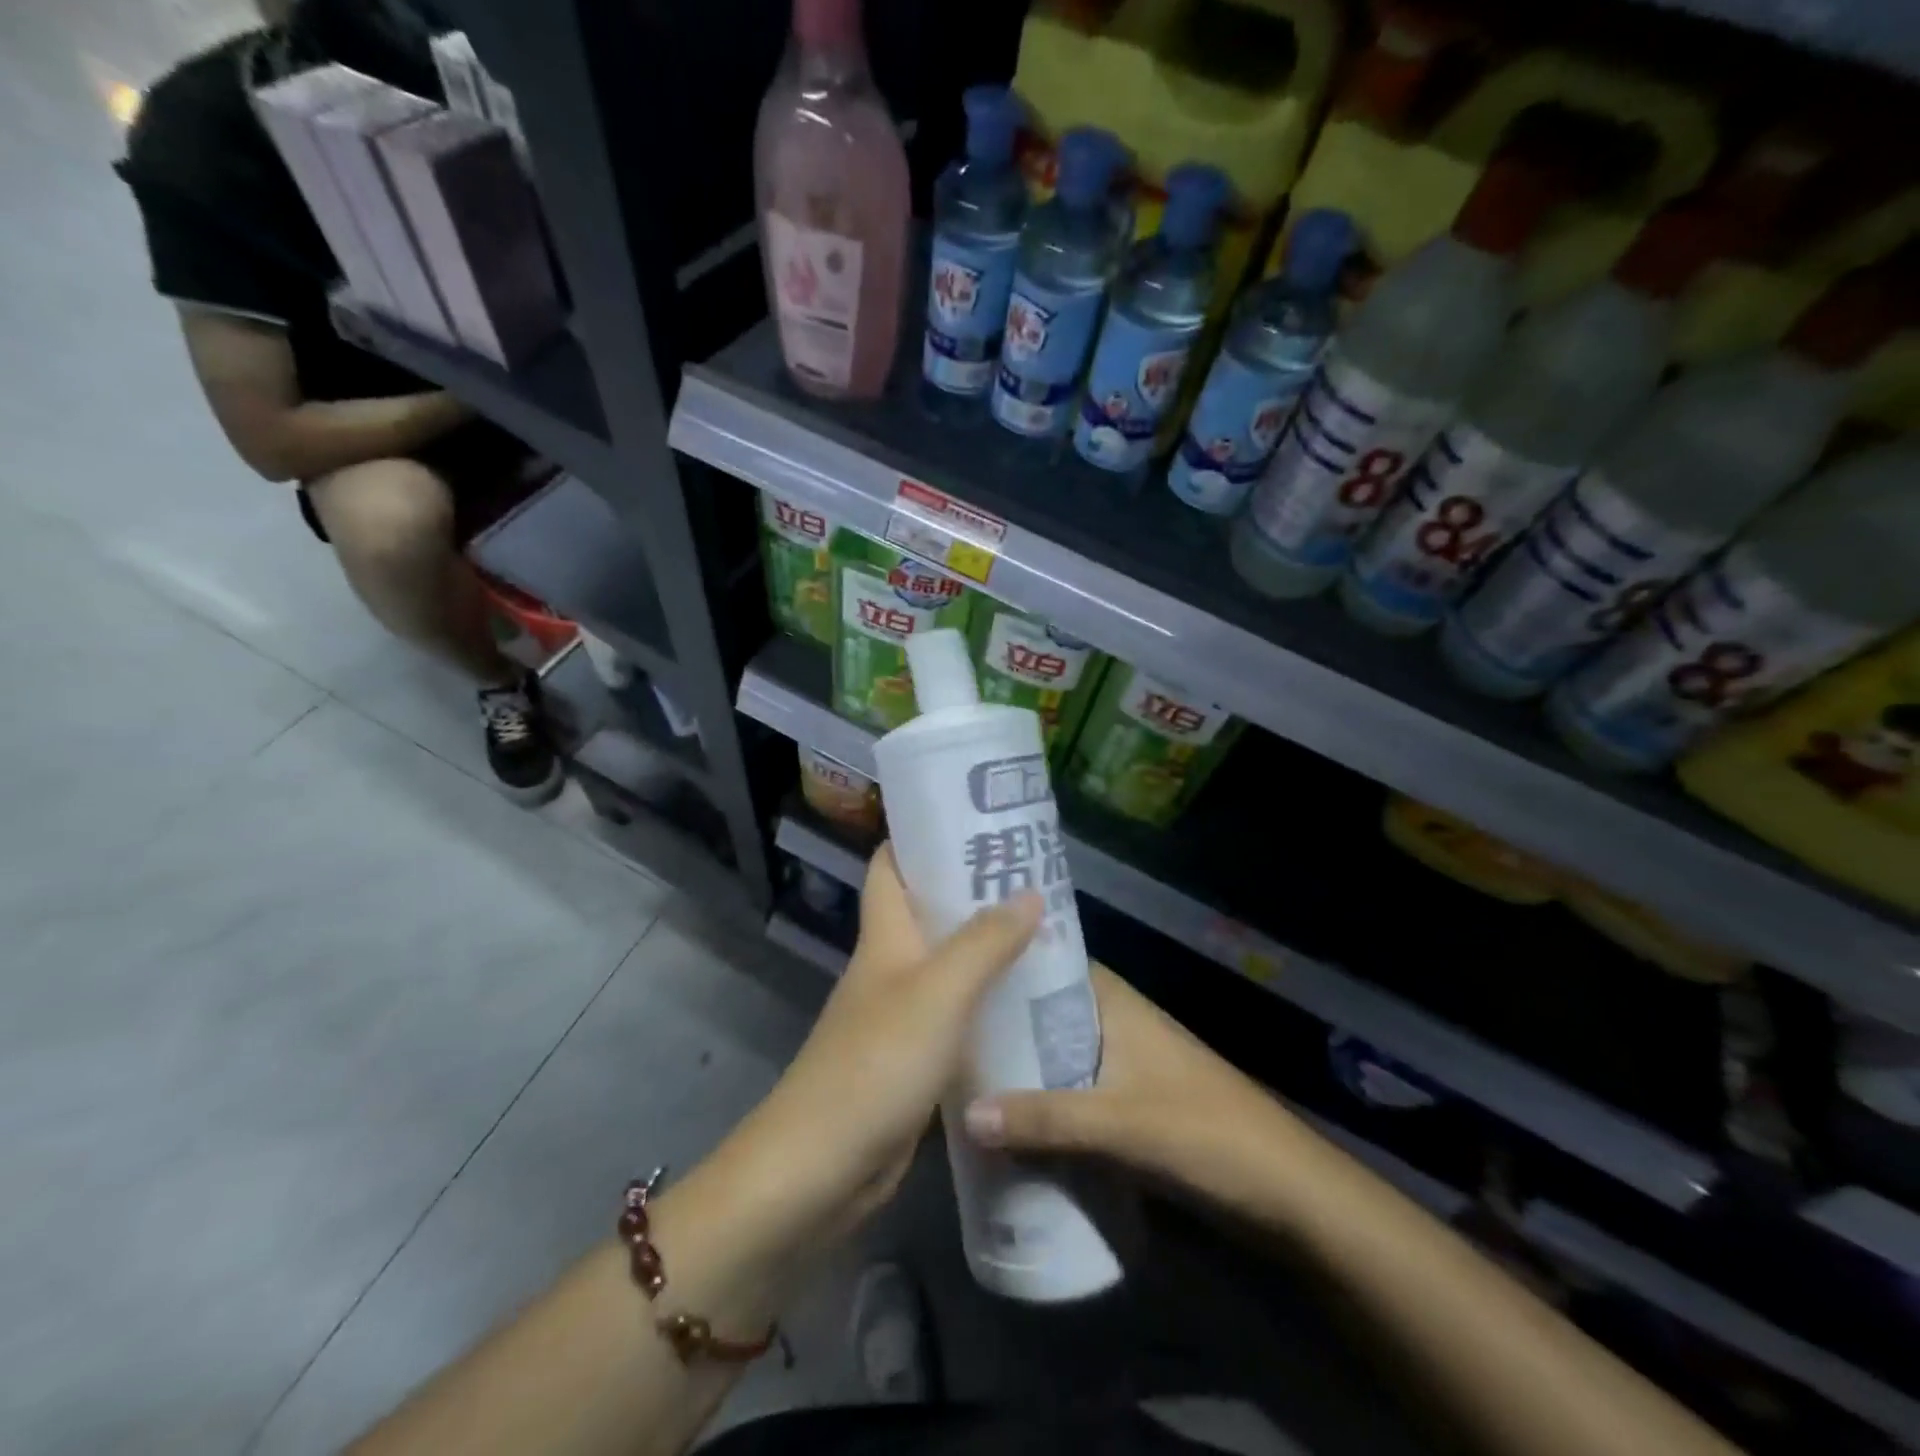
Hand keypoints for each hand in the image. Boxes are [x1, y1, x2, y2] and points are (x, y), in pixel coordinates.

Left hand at [742, 845, 1041, 1238]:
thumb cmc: (876, 1063)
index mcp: (885, 937)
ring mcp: (898, 1014)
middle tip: (1032, 878)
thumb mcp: (938, 993)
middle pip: (927, 912)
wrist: (821, 1168)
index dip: (922, 837)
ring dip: (985, 947)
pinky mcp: (911, 1059)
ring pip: (946, 964)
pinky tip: (1025, 1003)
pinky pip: (954, 1015)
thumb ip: (985, 942)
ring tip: (1042, 932)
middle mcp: (888, 966)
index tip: (974, 820)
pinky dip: (984, 1002)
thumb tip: (1030, 891)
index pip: (891, 866)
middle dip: (972, 891)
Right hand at [963, 963, 1299, 1205]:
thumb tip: (965, 1113)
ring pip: (1055, 1052)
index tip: (954, 964)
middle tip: (940, 1026)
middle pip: (1045, 1011)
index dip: (1006, 961)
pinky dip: (1041, 1098)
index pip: (1049, 963)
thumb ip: (1044, 1118)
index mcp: (1114, 1002)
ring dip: (1018, 1064)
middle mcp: (1113, 1022)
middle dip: (1000, 1021)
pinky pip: (1069, 1090)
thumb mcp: (1119, 1122)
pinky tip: (1003, 1117)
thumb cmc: (1203, 1131)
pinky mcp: (1127, 1103)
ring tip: (957, 1069)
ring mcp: (1121, 1063)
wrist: (1284, 1191)